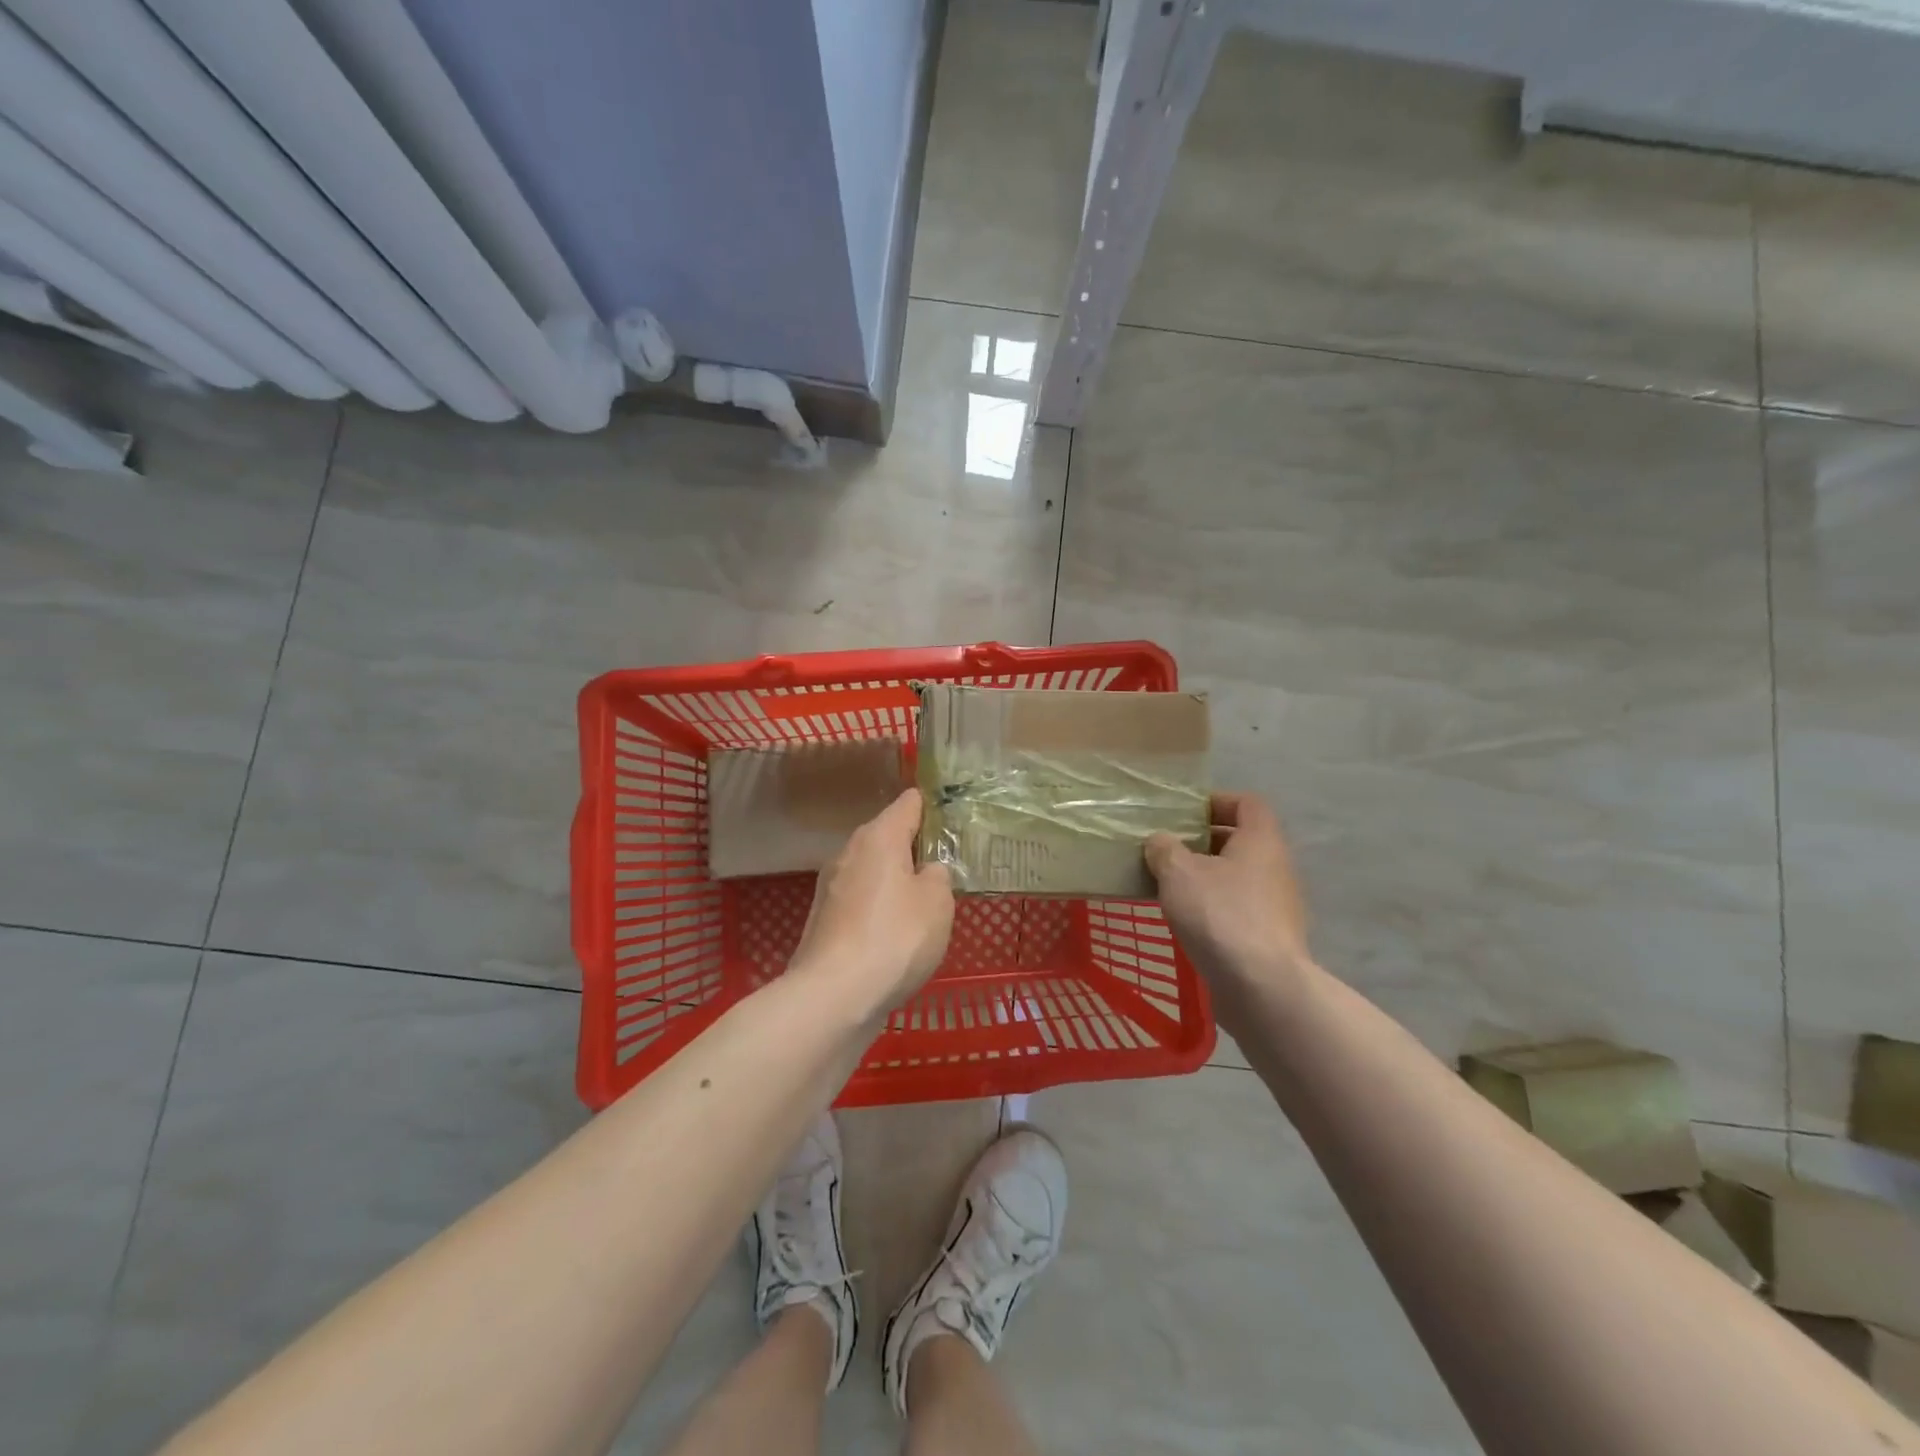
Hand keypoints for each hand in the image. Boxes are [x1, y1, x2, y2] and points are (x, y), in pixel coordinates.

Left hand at [791, 788, 953, 1016]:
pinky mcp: (825, 921)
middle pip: (888, 836)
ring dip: (897, 881)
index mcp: (879, 836)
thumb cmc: (895, 938)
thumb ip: (938, 876)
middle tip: (948, 865)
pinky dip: (881, 909)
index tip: (956, 817)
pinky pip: (862, 902)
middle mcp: (850, 852)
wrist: (834, 997)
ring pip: (874, 871)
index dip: (934, 806)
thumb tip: (926, 872)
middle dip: (916, 848)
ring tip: (927, 902)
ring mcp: (832, 887)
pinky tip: (898, 934)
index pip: (909, 803)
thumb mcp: (938, 903)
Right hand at [1145, 793, 1312, 995]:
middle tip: (1168, 850)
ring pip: (1238, 878)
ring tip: (1169, 887)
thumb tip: (1161, 841)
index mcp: (1261, 840)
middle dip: (1204, 843)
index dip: (1216, 801)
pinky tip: (1187, 922)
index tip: (1184, 814)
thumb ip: (1165, 849)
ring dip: (1206, 878)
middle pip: (1242, 841)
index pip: (1247, 803)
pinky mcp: (1270, 939)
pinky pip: (1238, 909)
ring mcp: (1277, 906)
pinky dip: (1214, 908)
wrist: (1261, 987)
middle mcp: (1276, 868)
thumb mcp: (1178, 872)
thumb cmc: (1220, 914)